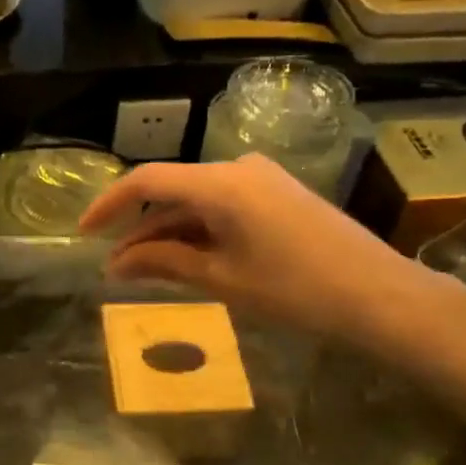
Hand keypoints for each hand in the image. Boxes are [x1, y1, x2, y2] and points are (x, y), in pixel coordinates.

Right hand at [77, 153, 451, 346]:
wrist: (381, 296)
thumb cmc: (296, 291)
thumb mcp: (222, 278)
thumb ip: (163, 264)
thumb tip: (115, 266)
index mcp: (220, 183)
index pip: (147, 182)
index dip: (109, 204)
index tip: (83, 232)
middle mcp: (238, 168)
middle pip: (172, 191)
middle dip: (140, 229)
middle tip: (116, 268)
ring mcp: (262, 178)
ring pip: (197, 200)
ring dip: (170, 232)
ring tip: (146, 271)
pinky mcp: (279, 193)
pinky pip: (224, 204)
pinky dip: (200, 229)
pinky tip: (188, 257)